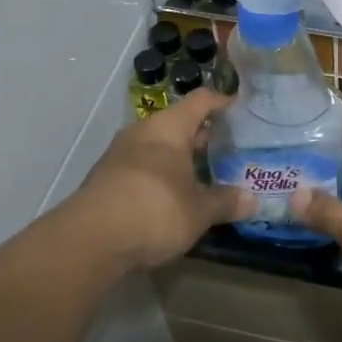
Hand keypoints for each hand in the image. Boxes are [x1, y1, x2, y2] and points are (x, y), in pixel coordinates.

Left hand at [61, 91, 250, 272]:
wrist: (88, 241)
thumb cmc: (154, 211)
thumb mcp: (198, 211)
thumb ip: (226, 202)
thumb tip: (253, 199)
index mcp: (169, 127)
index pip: (202, 100)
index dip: (222, 102)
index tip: (241, 109)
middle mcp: (143, 131)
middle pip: (178, 122)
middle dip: (202, 135)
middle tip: (229, 147)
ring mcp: (120, 154)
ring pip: (158, 145)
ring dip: (179, 157)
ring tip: (203, 173)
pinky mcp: (106, 178)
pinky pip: (142, 166)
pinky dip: (160, 174)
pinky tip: (172, 195)